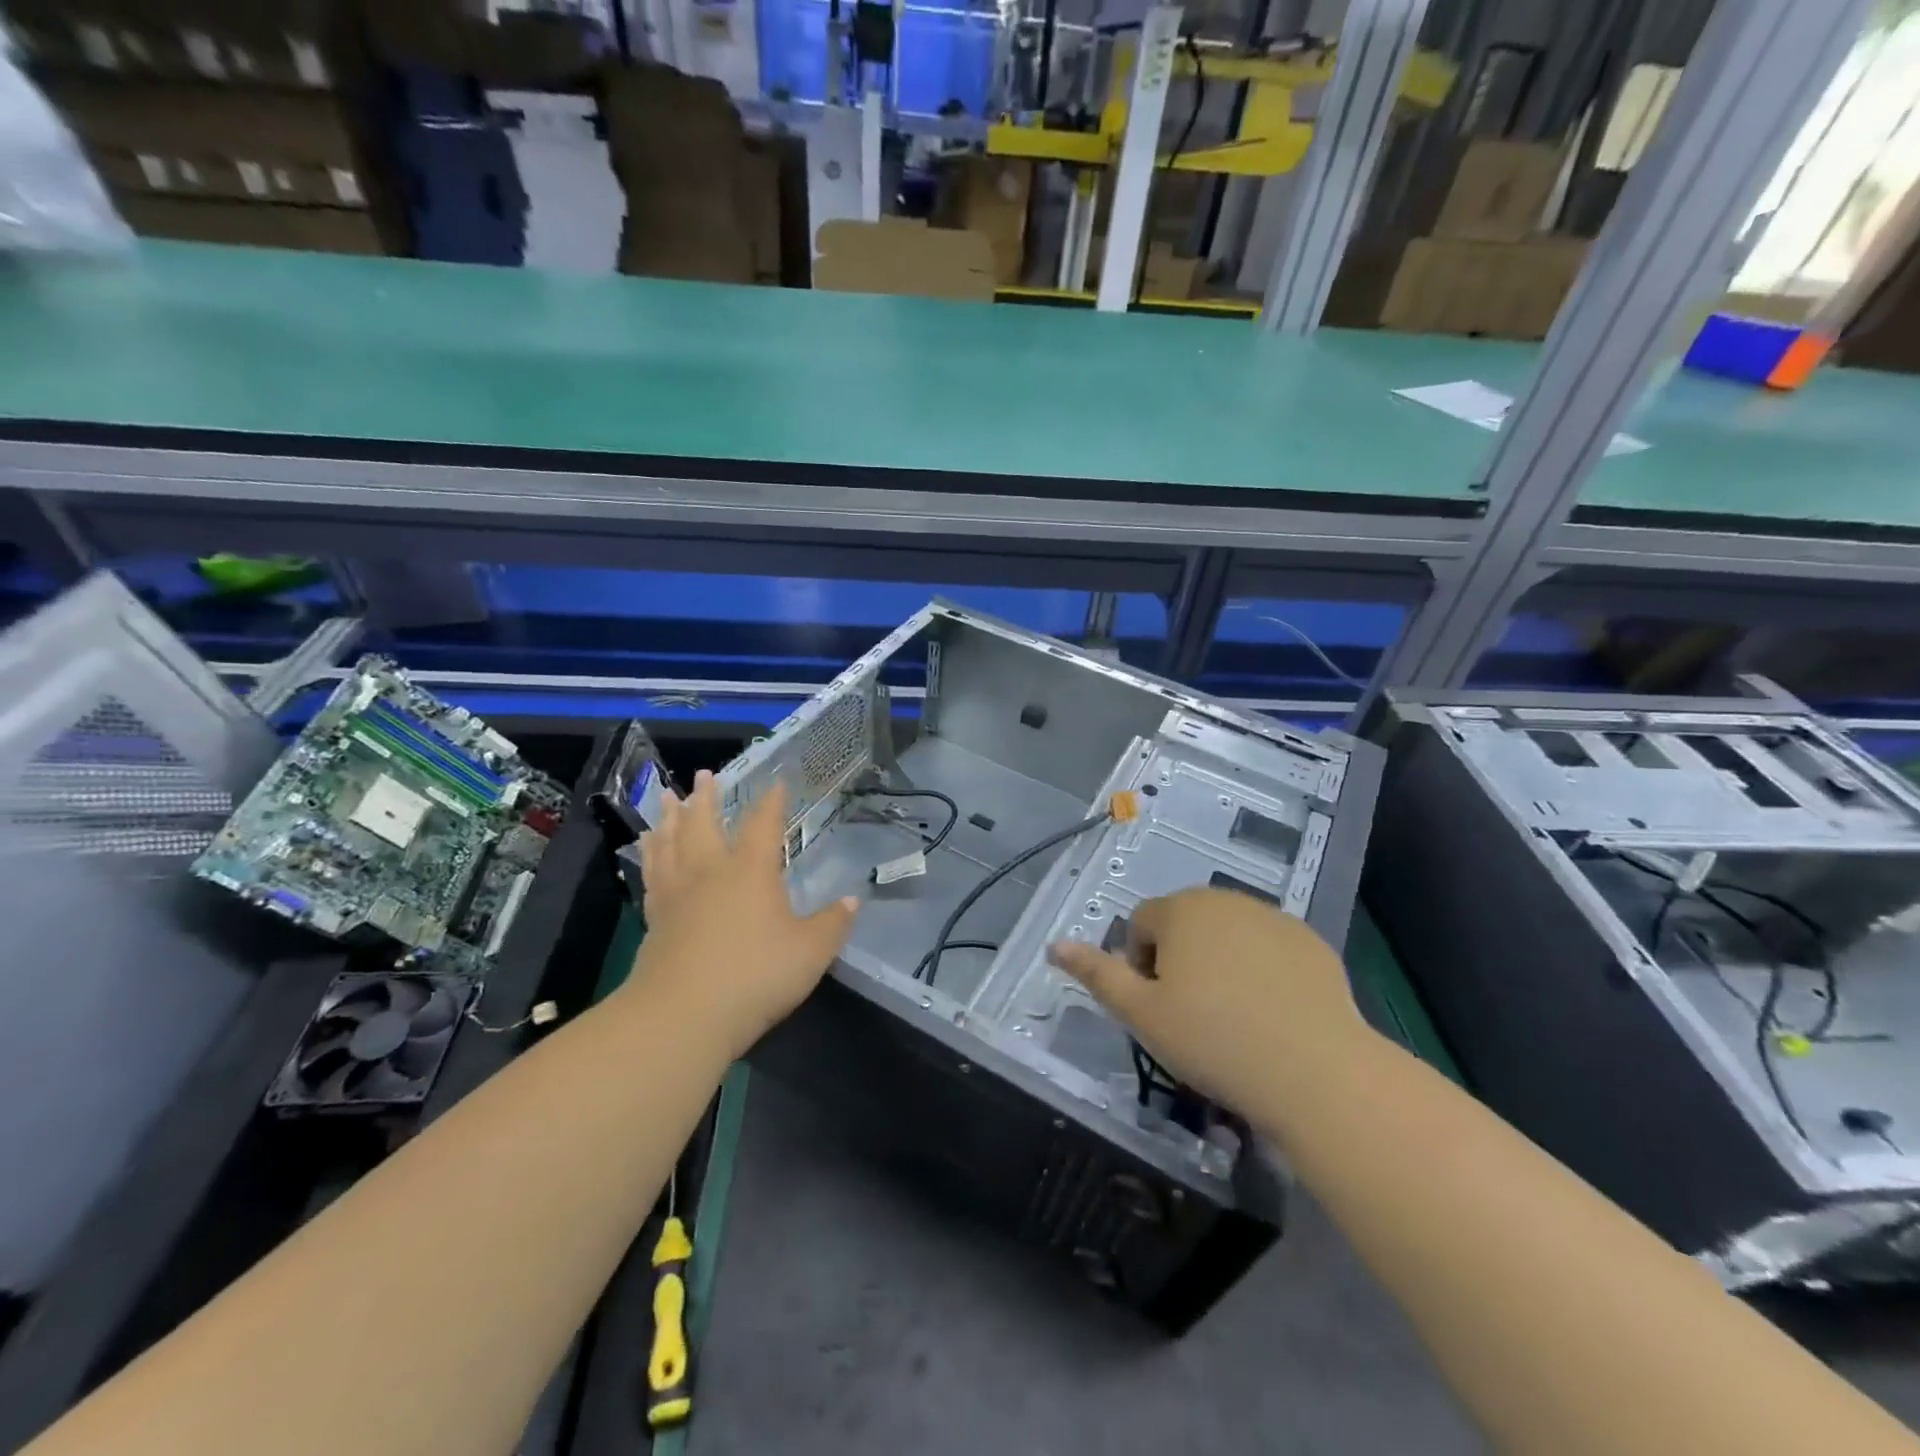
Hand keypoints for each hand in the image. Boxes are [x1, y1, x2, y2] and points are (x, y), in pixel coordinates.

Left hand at [629, 770, 857, 1057]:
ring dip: (669, 819)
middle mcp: (710, 873)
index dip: (771, 802)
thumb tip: (854, 900)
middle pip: (704, 825)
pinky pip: (652, 877)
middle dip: (706, 798)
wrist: (683, 1017)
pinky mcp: (654, 922)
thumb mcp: (811, 951)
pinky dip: (650, 857)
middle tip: (703, 775)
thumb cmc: (755, 975)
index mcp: (750, 872)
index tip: (776, 782)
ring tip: (666, 798)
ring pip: (670, 845)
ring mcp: (677, 896)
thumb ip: (833, 924)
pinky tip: (649, 854)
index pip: (763, 825)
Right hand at [1048, 887, 1373, 1120]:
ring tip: (1233, 1018)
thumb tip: (1054, 945)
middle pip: (1185, 924)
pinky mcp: (1312, 943)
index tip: (1158, 1009)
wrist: (1317, 1072)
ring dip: (1220, 963)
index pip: (1141, 923)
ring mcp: (1275, 918)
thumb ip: (1096, 974)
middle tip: (1191, 1015)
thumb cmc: (1213, 1040)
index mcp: (1181, 909)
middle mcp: (1226, 899)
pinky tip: (1272, 1015)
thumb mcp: (1142, 1014)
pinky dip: (1262, 971)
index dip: (1140, 966)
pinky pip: (1269, 949)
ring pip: (1228, 935)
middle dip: (1179, 960)